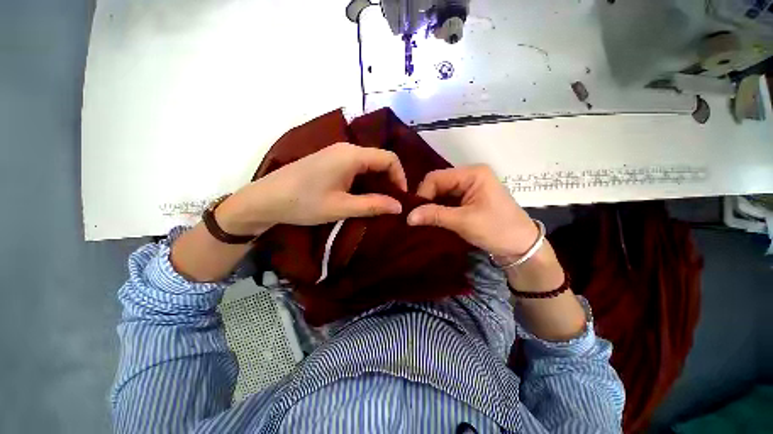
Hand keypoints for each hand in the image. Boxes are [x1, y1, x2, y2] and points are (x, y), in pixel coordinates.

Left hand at [217, 143, 407, 234]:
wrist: (265, 199)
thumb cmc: (303, 203)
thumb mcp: (341, 207)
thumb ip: (373, 205)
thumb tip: (399, 207)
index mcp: (352, 155)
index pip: (389, 158)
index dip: (400, 177)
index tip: (401, 198)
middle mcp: (346, 148)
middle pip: (379, 159)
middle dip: (390, 180)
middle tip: (392, 202)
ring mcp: (336, 153)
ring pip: (368, 163)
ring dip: (378, 181)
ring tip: (380, 201)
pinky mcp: (329, 160)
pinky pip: (356, 166)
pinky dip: (366, 180)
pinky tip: (362, 194)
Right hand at [407, 165, 537, 256]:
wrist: (521, 246)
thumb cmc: (497, 229)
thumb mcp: (464, 222)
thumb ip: (435, 215)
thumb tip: (408, 217)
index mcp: (472, 173)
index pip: (436, 178)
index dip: (423, 194)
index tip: (415, 213)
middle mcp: (469, 175)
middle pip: (438, 183)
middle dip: (427, 200)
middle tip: (418, 218)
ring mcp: (469, 186)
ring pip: (441, 192)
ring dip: (432, 206)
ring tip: (424, 220)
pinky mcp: (469, 198)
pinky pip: (448, 200)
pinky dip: (439, 209)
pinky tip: (434, 219)